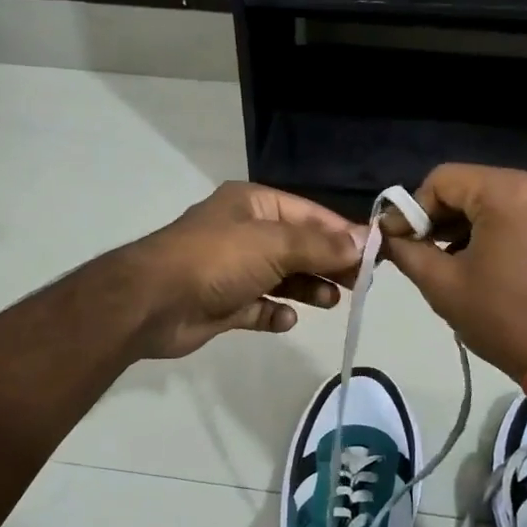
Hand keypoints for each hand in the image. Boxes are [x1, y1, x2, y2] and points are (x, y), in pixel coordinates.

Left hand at [122, 182, 364, 359]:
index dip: (342, 233)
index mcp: (253, 206)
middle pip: (299, 246)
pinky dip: (276, 313)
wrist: (152, 304)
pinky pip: (260, 307)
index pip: (310, 214)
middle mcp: (244, 233)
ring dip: (308, 289)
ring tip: (330, 302)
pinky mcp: (224, 304)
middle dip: (328, 263)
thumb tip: (363, 243)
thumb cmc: (217, 261)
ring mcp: (232, 270)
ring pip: (282, 278)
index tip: (374, 254)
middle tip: (360, 284)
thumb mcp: (275, 245)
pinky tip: (286, 319)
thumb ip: (321, 246)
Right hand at [383, 164, 526, 378]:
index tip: (393, 240)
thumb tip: (384, 235)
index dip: (411, 209)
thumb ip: (407, 250)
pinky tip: (471, 258)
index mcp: (508, 191)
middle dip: (435, 216)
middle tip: (412, 249)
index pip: (442, 180)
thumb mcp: (443, 284)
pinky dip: (488, 228)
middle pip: (467, 186)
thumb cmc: (503, 318)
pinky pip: (513, 211)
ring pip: (490, 198)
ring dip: (461, 223)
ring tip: (439, 258)